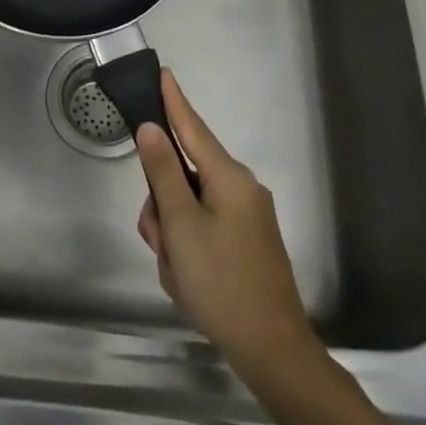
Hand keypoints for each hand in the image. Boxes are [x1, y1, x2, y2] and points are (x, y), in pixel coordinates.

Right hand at [135, 69, 322, 376]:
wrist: (274, 352)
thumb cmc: (223, 283)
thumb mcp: (182, 227)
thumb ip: (163, 173)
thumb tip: (151, 128)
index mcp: (229, 178)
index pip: (193, 127)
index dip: (173, 101)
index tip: (162, 72)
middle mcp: (241, 189)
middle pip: (184, 176)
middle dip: (163, 206)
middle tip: (161, 243)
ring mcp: (246, 218)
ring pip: (189, 207)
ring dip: (173, 235)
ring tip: (178, 273)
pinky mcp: (246, 243)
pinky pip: (203, 229)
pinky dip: (188, 249)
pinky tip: (188, 282)